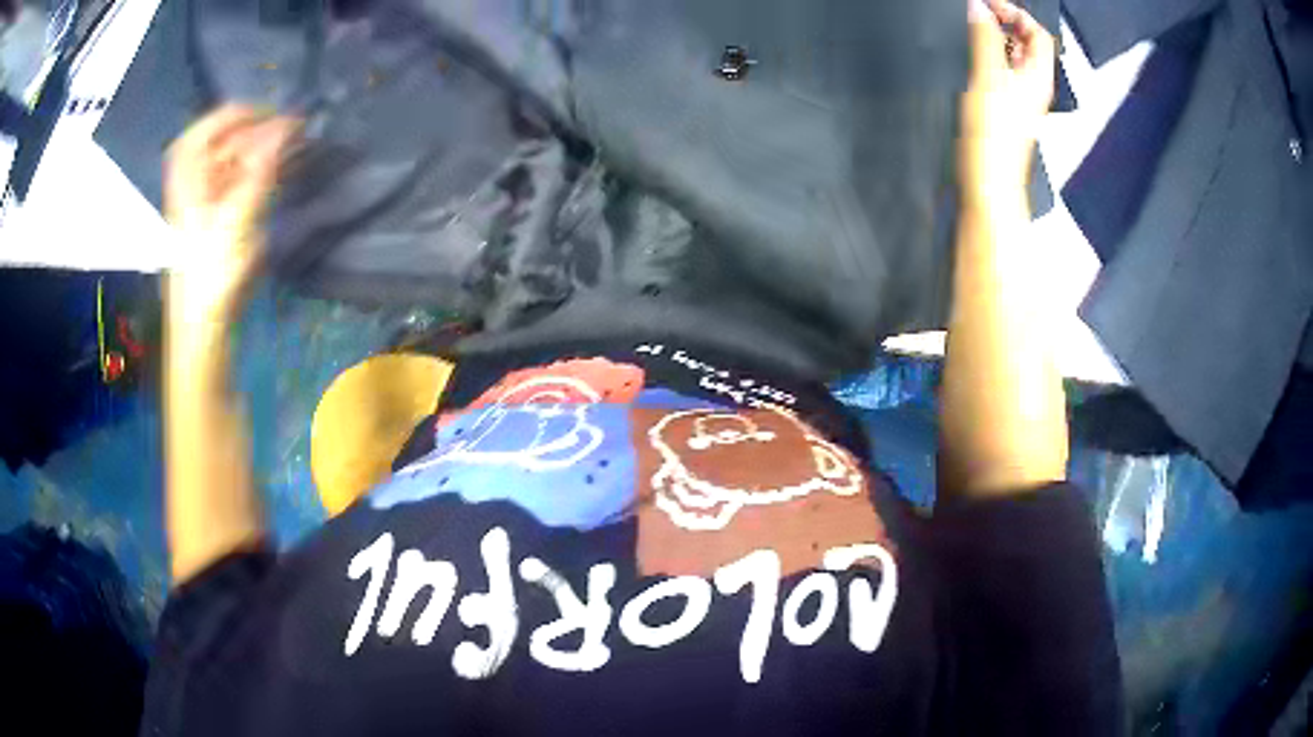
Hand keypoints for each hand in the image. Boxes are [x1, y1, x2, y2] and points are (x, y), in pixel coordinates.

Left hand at [165, 105, 299, 325]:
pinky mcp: (217, 218)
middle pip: (227, 140)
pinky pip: (239, 181)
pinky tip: (282, 172)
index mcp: (188, 173)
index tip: (281, 117)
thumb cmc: (212, 274)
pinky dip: (260, 172)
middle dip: (261, 132)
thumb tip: (290, 123)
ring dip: (264, 152)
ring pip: (235, 160)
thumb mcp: (238, 217)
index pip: (215, 123)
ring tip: (296, 150)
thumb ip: (263, 167)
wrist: (201, 328)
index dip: (247, 114)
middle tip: (297, 134)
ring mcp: (205, 199)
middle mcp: (193, 180)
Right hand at [960, 0, 1055, 205]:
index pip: (1038, 34)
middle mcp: (1033, 86)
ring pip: (1013, 59)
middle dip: (1004, 23)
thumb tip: (980, 9)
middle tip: (977, 14)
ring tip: (972, 31)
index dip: (1015, 13)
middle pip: (1027, 44)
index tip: (987, 4)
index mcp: (1037, 77)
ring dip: (995, 40)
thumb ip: (985, 40)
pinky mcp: (1004, 110)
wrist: (987, 184)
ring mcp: (1019, 99)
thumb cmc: (993, 138)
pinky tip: (971, 59)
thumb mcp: (988, 78)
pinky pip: (1002, 75)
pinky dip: (989, 59)